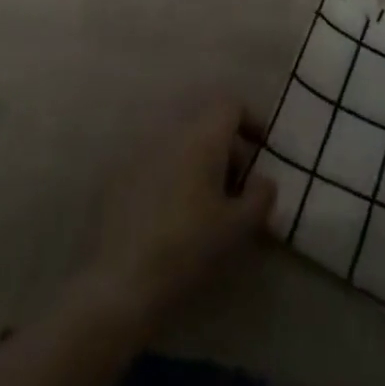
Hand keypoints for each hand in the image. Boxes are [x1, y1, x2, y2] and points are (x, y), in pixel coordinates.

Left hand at [86, 101, 277, 327]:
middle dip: (227, 146)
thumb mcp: (238, 227)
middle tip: (240, 185)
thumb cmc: (189, 247)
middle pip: (206, 122)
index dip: (251, 120)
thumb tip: (264, 179)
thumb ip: (260, 196)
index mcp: (201, 136)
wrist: (121, 281)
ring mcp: (141, 149)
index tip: (263, 150)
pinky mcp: (120, 172)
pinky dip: (174, 172)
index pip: (231, 104)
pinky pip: (158, 159)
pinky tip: (176, 211)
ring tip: (209, 201)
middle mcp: (170, 131)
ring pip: (181, 141)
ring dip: (200, 160)